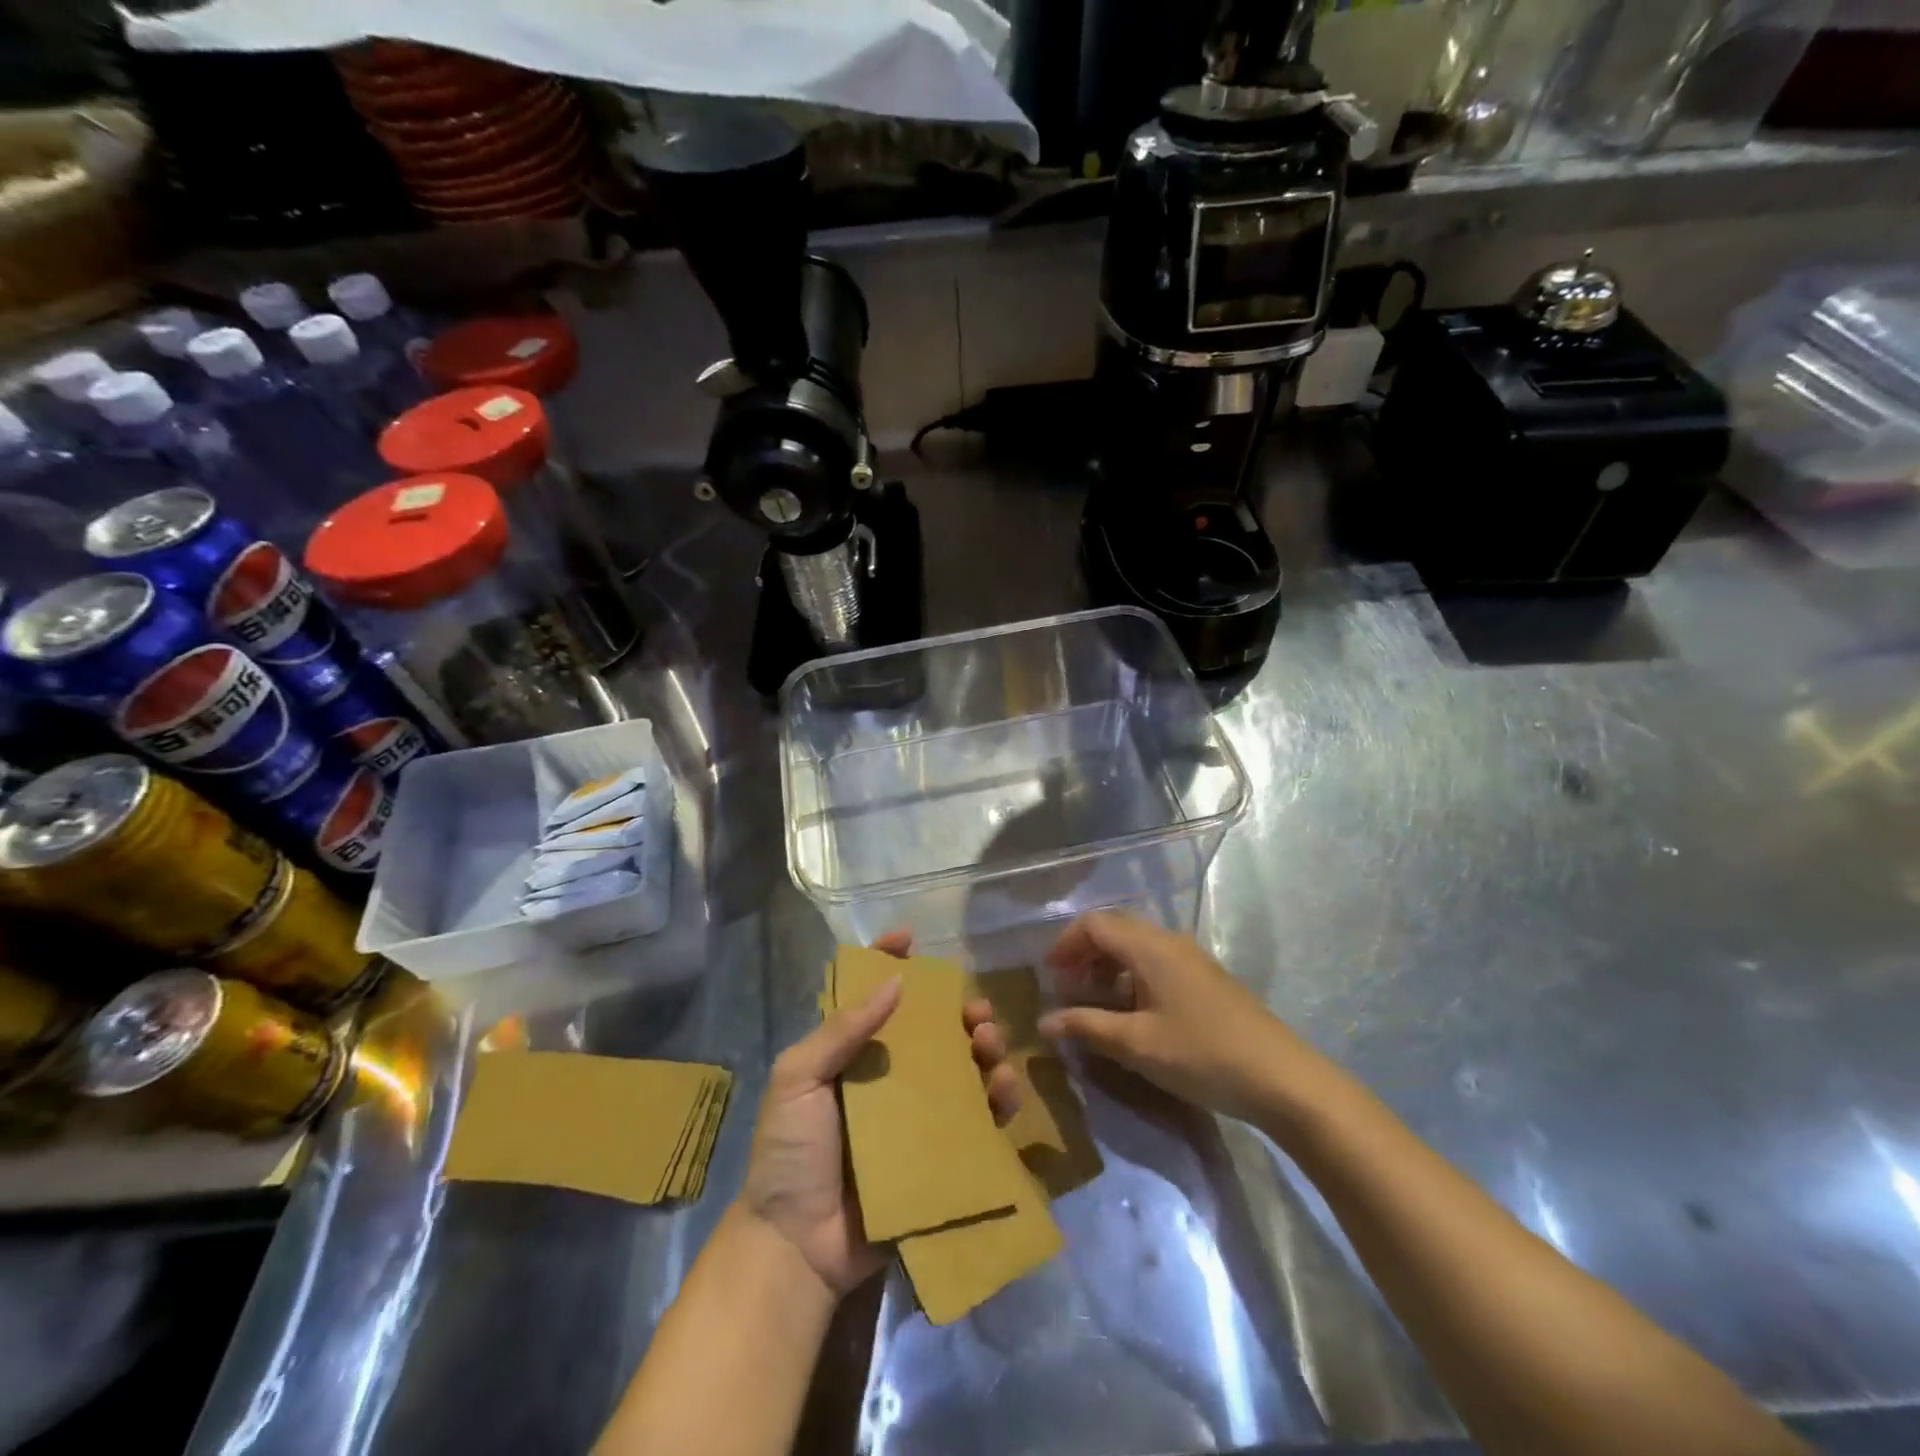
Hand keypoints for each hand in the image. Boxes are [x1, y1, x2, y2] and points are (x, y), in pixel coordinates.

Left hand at [738, 931, 1021, 1297]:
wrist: (797, 1245)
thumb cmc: (790, 1152)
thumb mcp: (798, 1079)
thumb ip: (840, 1030)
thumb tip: (894, 981)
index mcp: (850, 1054)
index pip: (872, 996)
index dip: (889, 962)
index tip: (912, 938)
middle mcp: (887, 1078)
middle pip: (931, 1031)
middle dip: (958, 1011)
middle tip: (976, 1012)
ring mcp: (916, 1117)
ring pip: (961, 1070)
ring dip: (984, 1049)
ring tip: (991, 1044)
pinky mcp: (939, 1155)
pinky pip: (976, 1121)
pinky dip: (997, 1100)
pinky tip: (1005, 1088)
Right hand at [1037, 911, 1303, 1122]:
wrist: (1281, 1078)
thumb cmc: (1202, 1055)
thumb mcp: (1136, 1044)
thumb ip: (1086, 1027)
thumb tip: (1044, 1021)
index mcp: (1150, 947)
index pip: (1095, 924)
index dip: (1066, 944)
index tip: (1049, 977)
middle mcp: (1169, 942)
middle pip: (1115, 930)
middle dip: (1085, 954)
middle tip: (1068, 990)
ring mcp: (1191, 959)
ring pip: (1136, 948)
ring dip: (1108, 968)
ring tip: (1095, 1005)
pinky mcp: (1205, 979)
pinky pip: (1156, 964)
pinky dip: (1131, 978)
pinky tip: (1132, 1014)